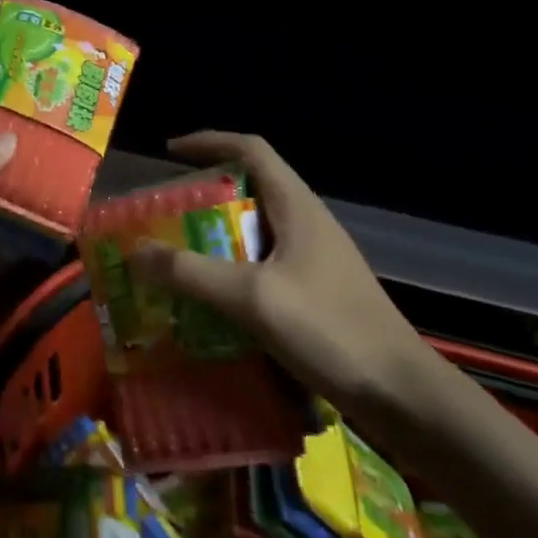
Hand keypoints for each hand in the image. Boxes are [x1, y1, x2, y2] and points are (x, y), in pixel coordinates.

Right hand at [127, 132, 438, 411]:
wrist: (402, 394)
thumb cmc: (330, 330)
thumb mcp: (253, 298)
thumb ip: (192, 273)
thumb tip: (135, 251)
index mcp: (297, 207)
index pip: (251, 149)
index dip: (209, 142)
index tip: (169, 153)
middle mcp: (307, 223)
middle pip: (250, 189)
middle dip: (204, 197)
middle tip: (164, 218)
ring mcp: (315, 259)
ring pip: (256, 231)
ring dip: (216, 238)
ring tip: (178, 258)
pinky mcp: (317, 292)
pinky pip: (265, 265)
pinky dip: (233, 271)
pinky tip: (213, 302)